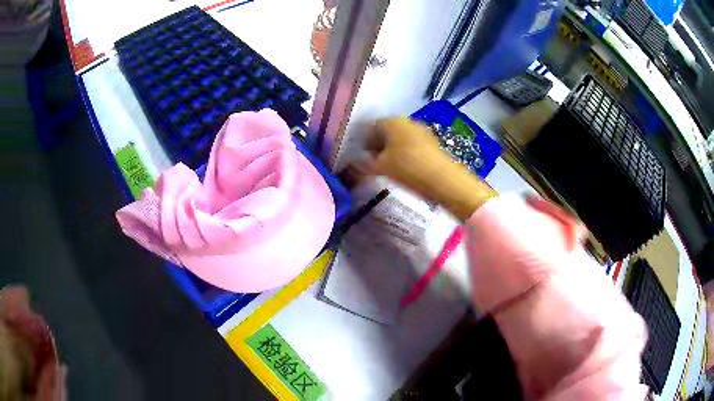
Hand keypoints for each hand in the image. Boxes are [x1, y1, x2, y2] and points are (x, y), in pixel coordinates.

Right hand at [363, 117, 497, 220]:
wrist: (444, 180)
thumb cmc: (408, 169)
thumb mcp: (381, 168)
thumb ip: (364, 166)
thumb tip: (352, 167)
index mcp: (391, 122)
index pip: (370, 128)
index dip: (363, 143)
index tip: (362, 159)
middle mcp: (406, 121)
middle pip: (386, 132)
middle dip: (378, 147)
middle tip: (374, 164)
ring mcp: (421, 131)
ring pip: (399, 139)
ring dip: (392, 151)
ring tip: (389, 169)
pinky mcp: (432, 142)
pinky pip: (411, 145)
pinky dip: (405, 154)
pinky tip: (405, 169)